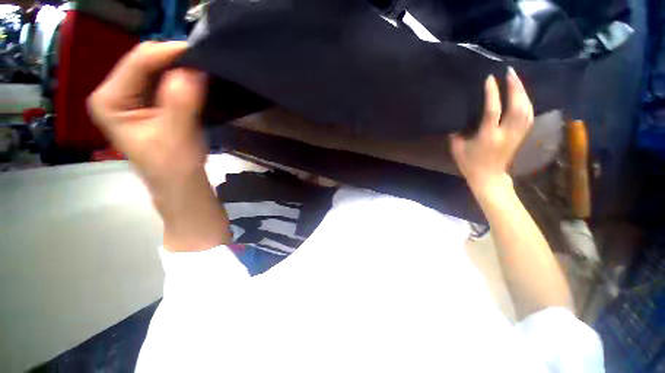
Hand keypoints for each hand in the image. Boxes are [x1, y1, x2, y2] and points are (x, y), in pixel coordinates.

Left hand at [87, 41, 206, 190]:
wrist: (179, 182)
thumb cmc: (174, 165)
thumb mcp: (177, 133)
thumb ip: (182, 100)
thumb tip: (194, 69)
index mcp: (109, 100)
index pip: (138, 62)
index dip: (169, 53)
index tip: (200, 53)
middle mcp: (114, 93)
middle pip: (145, 62)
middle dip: (175, 61)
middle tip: (205, 64)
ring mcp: (130, 96)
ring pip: (157, 70)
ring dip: (181, 70)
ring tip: (204, 73)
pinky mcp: (146, 102)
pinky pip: (165, 82)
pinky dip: (182, 80)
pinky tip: (196, 84)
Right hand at [450, 67, 533, 192]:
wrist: (488, 177)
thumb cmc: (470, 164)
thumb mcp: (457, 149)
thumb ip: (457, 133)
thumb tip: (458, 119)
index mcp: (488, 137)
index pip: (492, 111)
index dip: (492, 94)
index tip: (489, 79)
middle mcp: (506, 134)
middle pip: (517, 107)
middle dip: (514, 87)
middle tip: (509, 72)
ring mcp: (516, 135)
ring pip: (526, 109)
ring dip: (523, 92)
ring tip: (516, 79)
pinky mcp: (521, 136)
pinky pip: (529, 116)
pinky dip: (527, 103)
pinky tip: (523, 95)